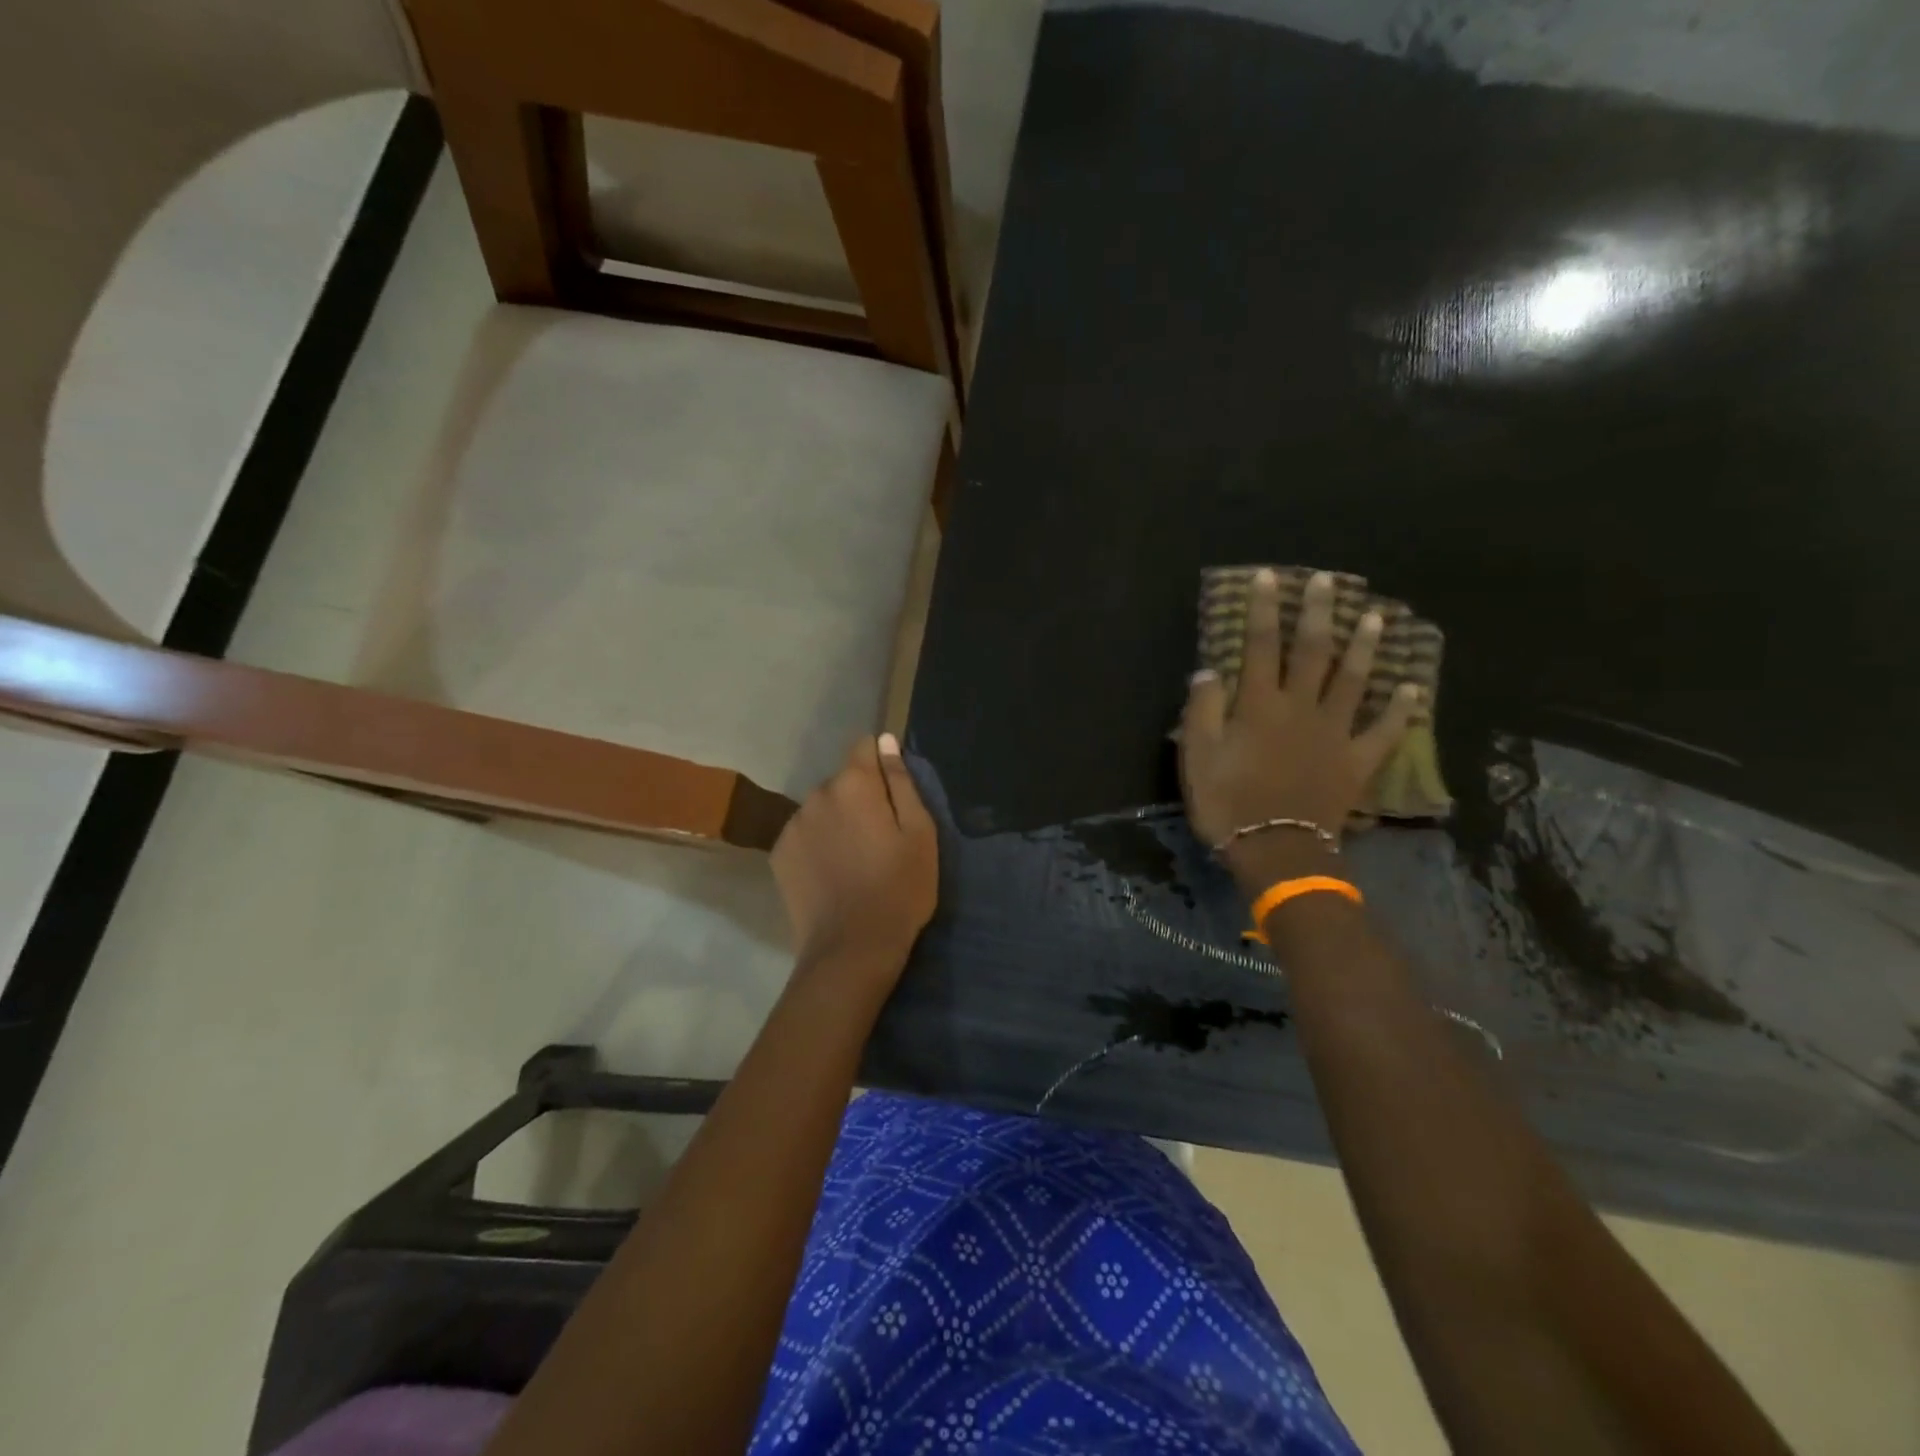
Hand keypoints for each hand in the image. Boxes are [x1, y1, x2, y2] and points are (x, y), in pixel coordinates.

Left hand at [772, 733, 937, 976]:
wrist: (853, 947)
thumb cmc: (900, 888)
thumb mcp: (919, 833)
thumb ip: (901, 781)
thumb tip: (885, 742)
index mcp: (854, 784)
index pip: (864, 746)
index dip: (881, 764)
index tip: (893, 794)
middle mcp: (817, 794)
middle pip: (843, 781)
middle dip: (860, 797)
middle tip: (880, 837)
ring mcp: (793, 825)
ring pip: (822, 808)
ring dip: (836, 820)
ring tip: (854, 859)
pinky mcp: (779, 853)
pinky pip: (804, 834)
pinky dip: (817, 844)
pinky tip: (832, 873)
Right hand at [1181, 568, 1420, 855]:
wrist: (1276, 850)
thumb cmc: (1228, 802)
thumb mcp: (1198, 756)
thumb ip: (1203, 709)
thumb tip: (1208, 670)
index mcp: (1259, 705)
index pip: (1260, 646)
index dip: (1265, 610)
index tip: (1270, 577)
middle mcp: (1301, 708)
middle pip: (1313, 652)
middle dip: (1319, 614)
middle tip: (1329, 581)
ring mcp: (1334, 734)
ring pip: (1353, 681)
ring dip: (1364, 648)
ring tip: (1376, 617)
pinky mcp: (1356, 762)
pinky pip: (1383, 732)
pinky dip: (1400, 711)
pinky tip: (1413, 689)